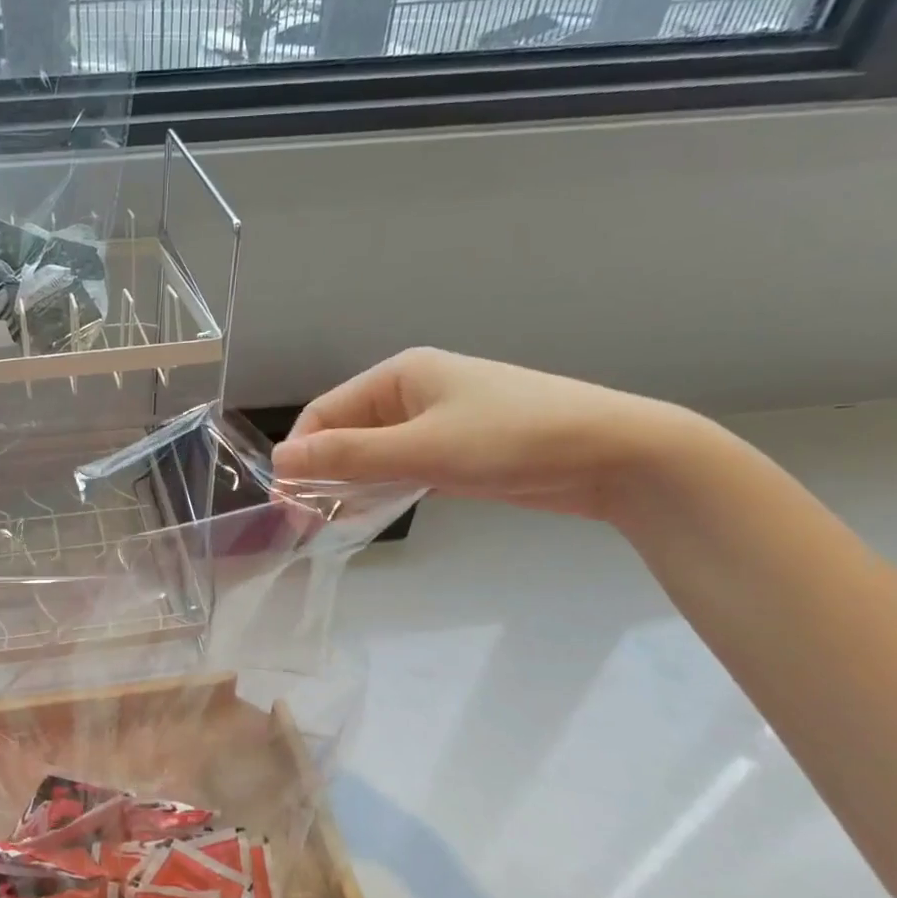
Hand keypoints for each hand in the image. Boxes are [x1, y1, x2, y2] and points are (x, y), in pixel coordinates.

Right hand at [271, 347, 704, 521]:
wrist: (616, 454)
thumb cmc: (513, 439)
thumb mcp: (422, 450)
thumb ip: (348, 457)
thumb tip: (280, 461)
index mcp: (400, 374)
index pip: (326, 412)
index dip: (300, 453)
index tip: (286, 500)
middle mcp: (413, 392)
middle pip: (346, 432)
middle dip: (322, 472)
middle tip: (306, 520)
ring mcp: (437, 421)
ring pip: (372, 452)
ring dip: (350, 483)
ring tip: (332, 522)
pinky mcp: (457, 450)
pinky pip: (401, 466)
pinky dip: (381, 487)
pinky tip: (370, 513)